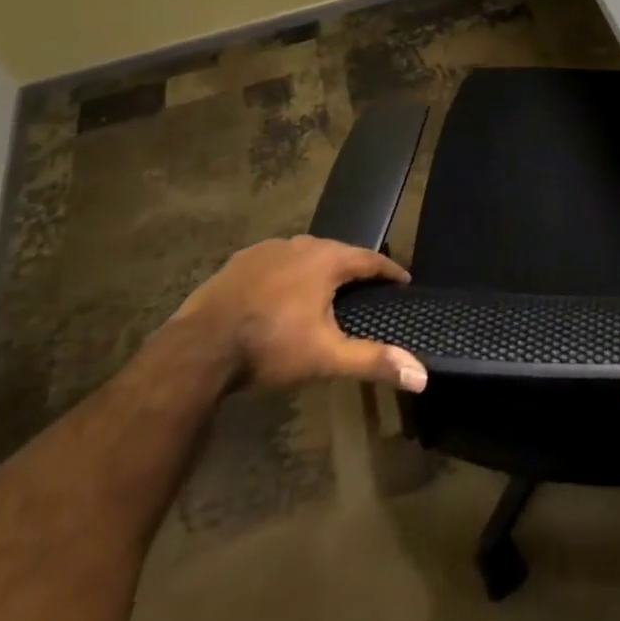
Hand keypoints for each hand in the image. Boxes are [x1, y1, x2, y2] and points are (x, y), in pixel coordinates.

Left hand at [172, 236, 427, 392]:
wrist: (197, 350)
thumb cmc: (270, 348)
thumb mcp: (326, 357)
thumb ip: (373, 361)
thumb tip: (422, 376)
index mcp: (327, 260)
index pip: (370, 259)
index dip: (389, 271)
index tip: (402, 281)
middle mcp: (301, 244)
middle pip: (338, 252)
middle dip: (353, 269)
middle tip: (365, 288)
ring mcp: (267, 250)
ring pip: (304, 254)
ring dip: (318, 269)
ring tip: (324, 291)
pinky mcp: (239, 261)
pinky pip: (275, 261)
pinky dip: (286, 273)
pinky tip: (280, 293)